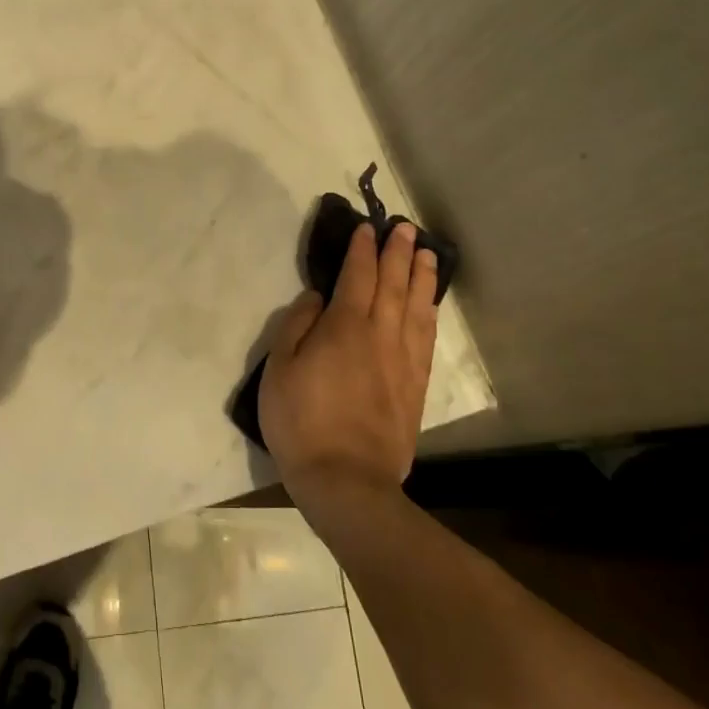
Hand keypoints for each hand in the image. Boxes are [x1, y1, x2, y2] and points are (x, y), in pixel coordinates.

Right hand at [259, 221, 437, 514]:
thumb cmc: (301, 422)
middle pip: (394, 285)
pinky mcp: (415, 386)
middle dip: (398, 253)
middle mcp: (380, 335)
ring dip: (421, 277)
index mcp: (345, 327)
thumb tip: (317, 297)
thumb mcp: (279, 370)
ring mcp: (403, 361)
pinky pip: (426, 338)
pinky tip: (430, 305)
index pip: (357, 276)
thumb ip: (297, 326)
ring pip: (417, 307)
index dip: (362, 250)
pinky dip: (430, 314)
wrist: (346, 480)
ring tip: (426, 254)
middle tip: (405, 228)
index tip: (367, 228)